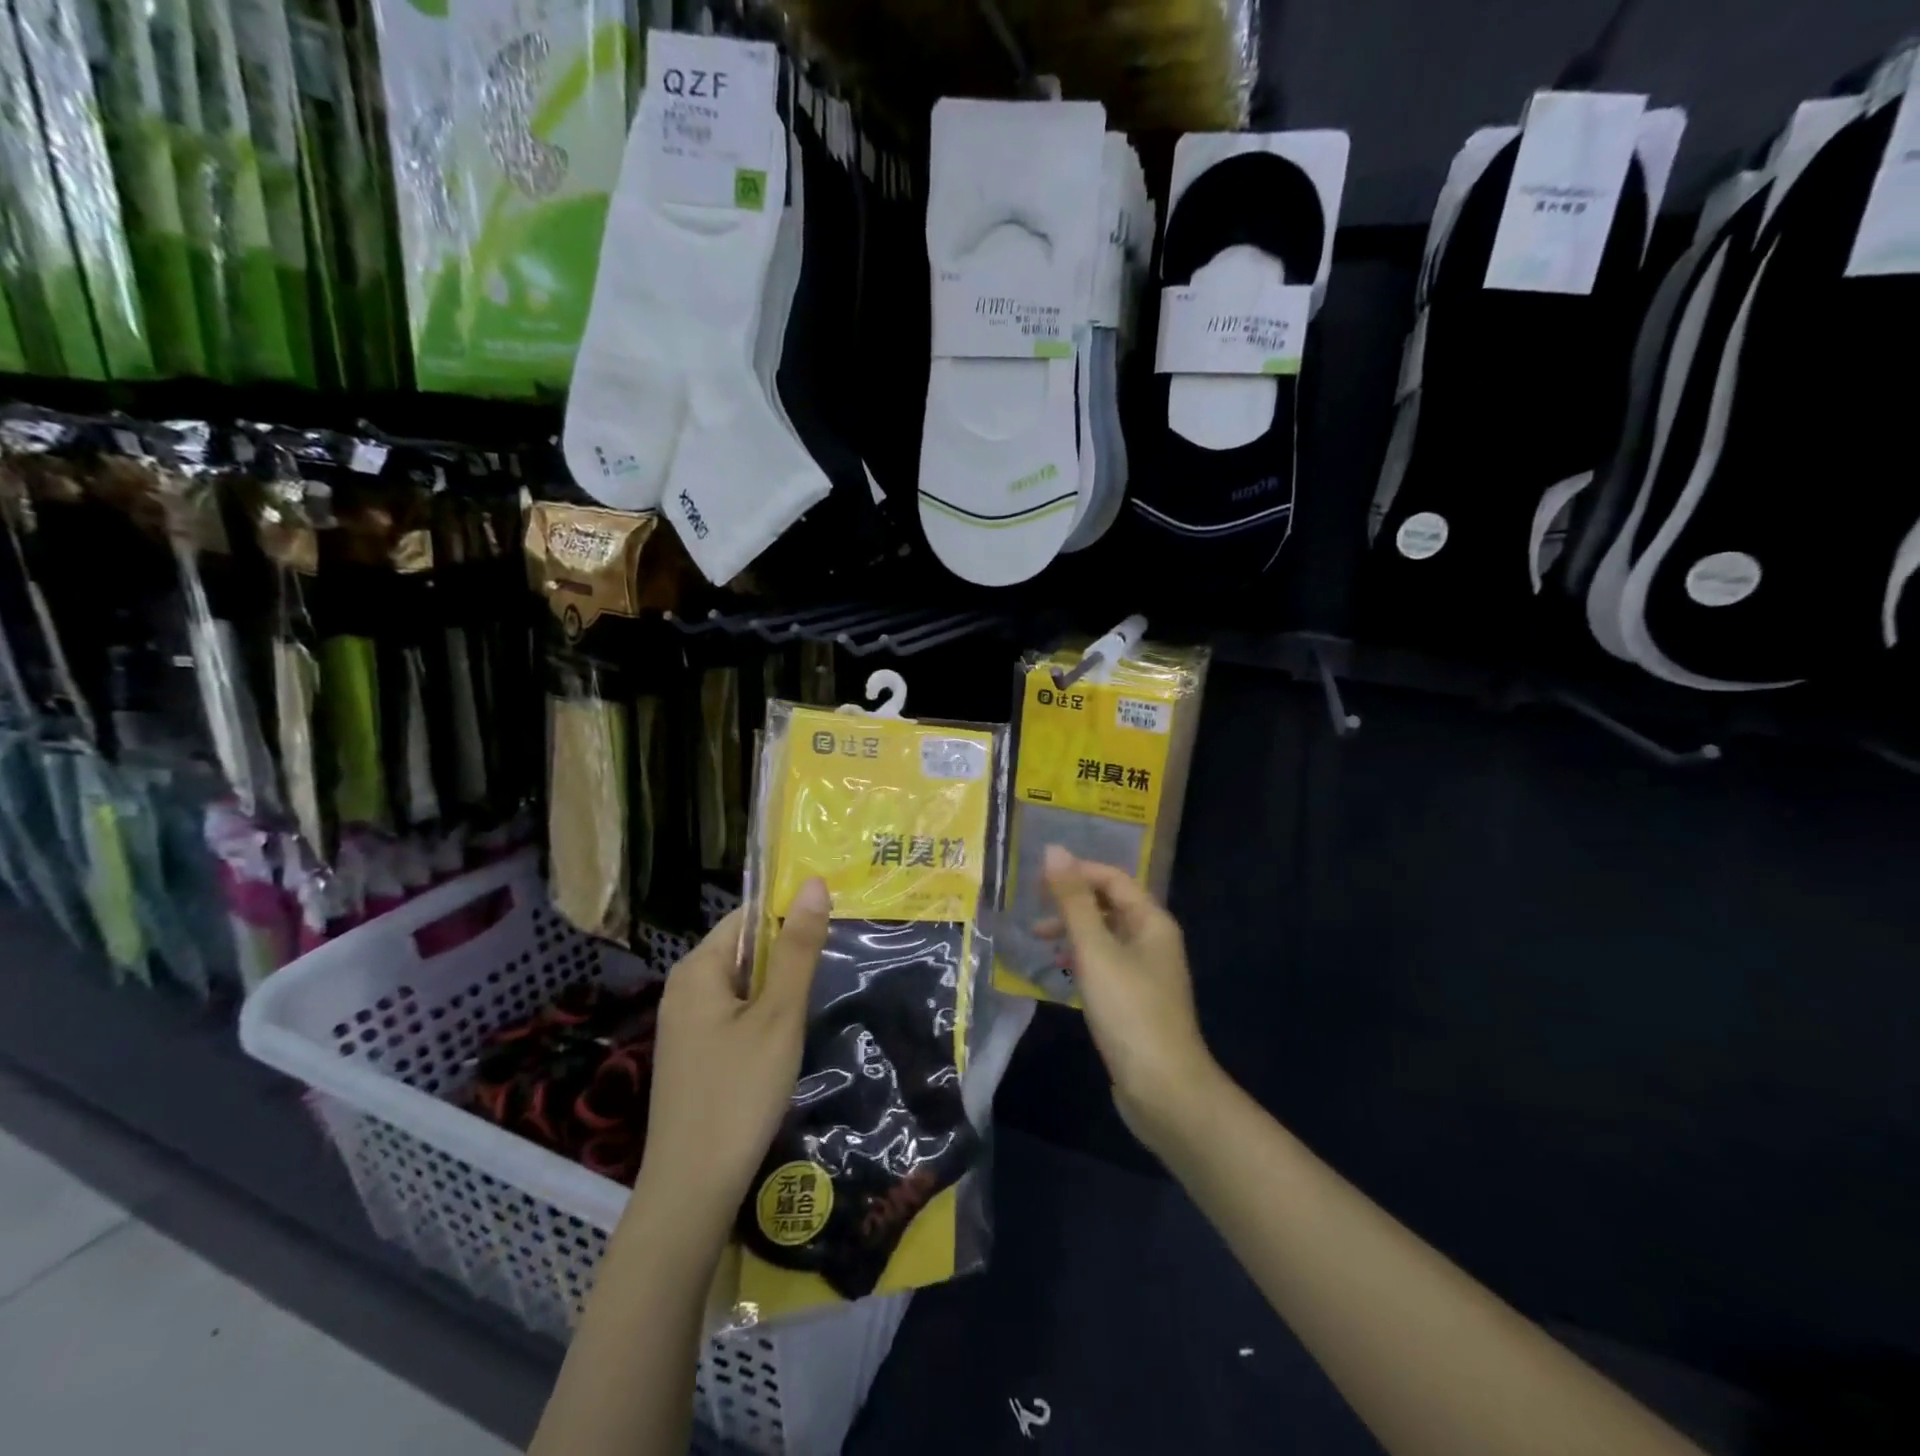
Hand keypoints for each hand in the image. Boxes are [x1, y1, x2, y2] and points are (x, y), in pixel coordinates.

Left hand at [630, 879, 830, 1243]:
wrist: (692, 1191)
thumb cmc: (739, 1092)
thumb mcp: (779, 1015)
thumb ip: (798, 949)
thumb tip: (814, 883)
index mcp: (698, 968)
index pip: (748, 916)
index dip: (790, 914)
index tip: (834, 924)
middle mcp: (683, 988)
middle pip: (745, 949)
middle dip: (788, 954)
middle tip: (836, 962)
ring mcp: (684, 1024)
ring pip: (742, 985)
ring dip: (779, 988)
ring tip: (820, 995)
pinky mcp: (692, 1055)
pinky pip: (733, 1015)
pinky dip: (763, 1015)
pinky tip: (788, 1037)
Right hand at [1041, 846, 1223, 1149]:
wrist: (1163, 1088)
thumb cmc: (1128, 1010)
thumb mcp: (1095, 950)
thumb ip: (1073, 900)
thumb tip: (1054, 850)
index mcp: (1152, 921)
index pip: (1113, 878)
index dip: (1076, 872)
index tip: (1036, 880)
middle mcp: (1153, 940)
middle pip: (1109, 905)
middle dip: (1071, 902)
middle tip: (1033, 910)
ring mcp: (1146, 973)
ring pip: (1105, 936)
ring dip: (1073, 931)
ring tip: (1039, 941)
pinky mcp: (1136, 1001)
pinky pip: (1105, 965)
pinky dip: (1081, 959)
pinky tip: (1061, 971)